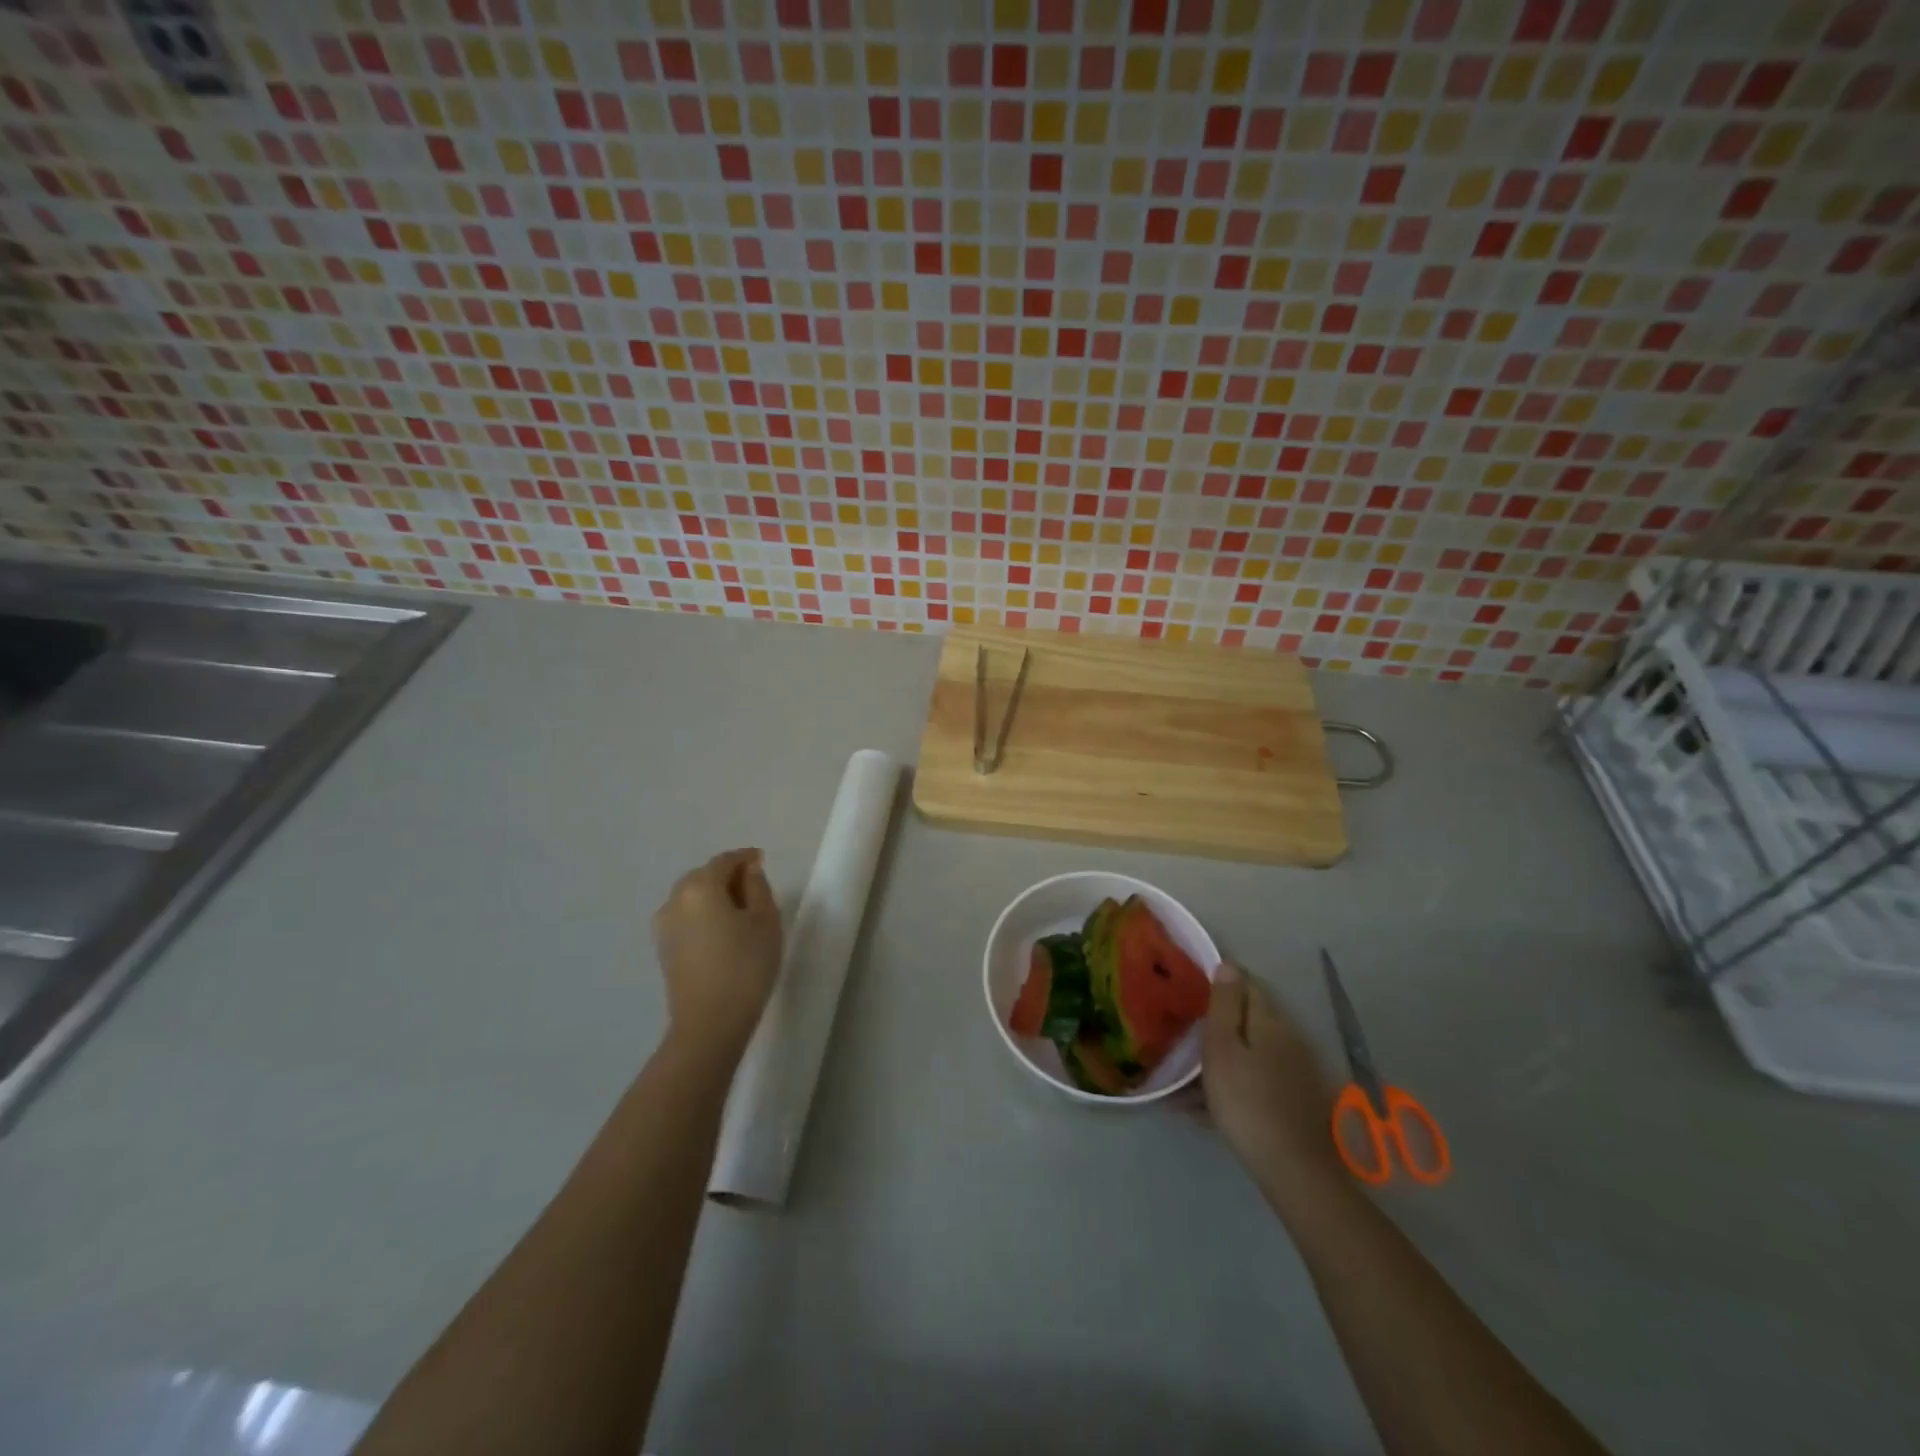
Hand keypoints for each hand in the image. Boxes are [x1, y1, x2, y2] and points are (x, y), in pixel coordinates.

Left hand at [651, 849, 782, 1054]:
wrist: (710, 1023)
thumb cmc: (745, 965)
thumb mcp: (765, 921)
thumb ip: (758, 887)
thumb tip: (748, 871)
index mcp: (700, 887)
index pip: (724, 861)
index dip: (745, 858)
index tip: (762, 859)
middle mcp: (675, 900)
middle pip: (703, 876)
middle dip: (727, 876)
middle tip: (754, 885)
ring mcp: (664, 926)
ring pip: (692, 898)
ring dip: (714, 896)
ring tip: (740, 910)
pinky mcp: (664, 949)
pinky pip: (686, 918)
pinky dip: (704, 915)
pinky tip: (722, 930)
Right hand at [1201, 961, 1346, 1208]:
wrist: (1294, 1170)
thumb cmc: (1246, 1101)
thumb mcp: (1222, 1048)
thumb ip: (1224, 1005)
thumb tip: (1228, 964)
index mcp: (1268, 1020)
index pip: (1246, 984)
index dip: (1220, 982)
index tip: (1192, 991)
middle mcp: (1287, 1038)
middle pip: (1248, 1019)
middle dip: (1219, 1023)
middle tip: (1185, 1036)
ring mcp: (1295, 1070)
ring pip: (1250, 1052)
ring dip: (1222, 1057)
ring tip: (1187, 1081)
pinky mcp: (1295, 1099)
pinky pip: (1257, 1079)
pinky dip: (1234, 1083)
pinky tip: (1208, 1108)